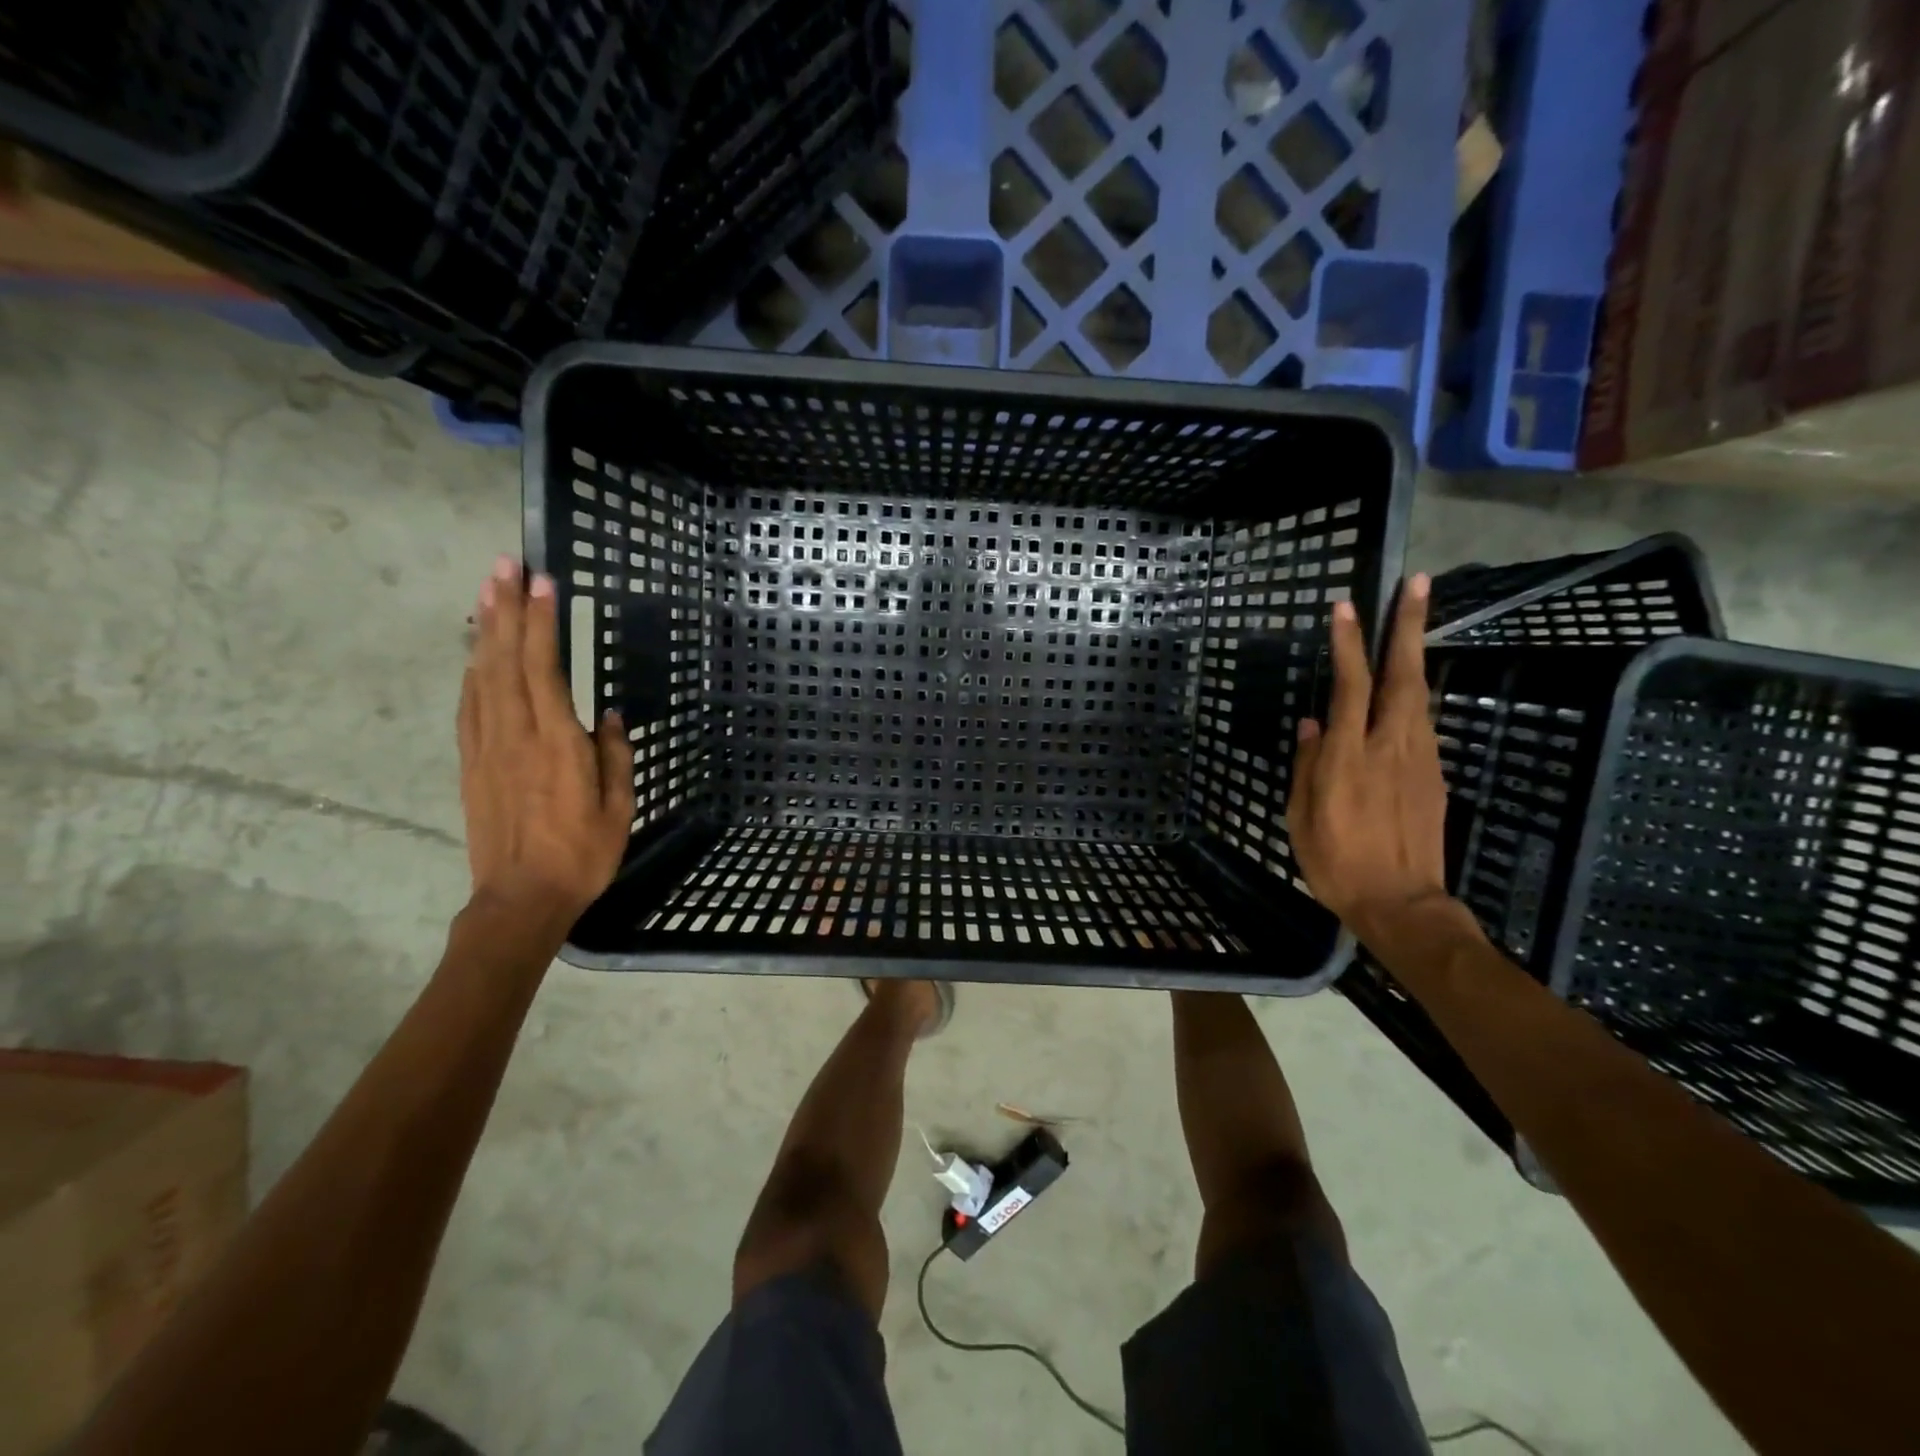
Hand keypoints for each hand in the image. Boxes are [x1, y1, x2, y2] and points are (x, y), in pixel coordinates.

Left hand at [456, 557, 632, 926]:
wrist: (520, 898)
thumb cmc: (582, 854)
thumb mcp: (619, 807)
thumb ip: (614, 756)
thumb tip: (610, 716)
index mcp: (557, 743)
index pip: (544, 668)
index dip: (541, 623)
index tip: (543, 582)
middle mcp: (515, 734)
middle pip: (504, 660)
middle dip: (505, 609)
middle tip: (504, 565)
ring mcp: (486, 746)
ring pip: (480, 676)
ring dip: (483, 630)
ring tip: (485, 591)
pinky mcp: (471, 762)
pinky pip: (469, 704)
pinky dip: (471, 670)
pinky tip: (474, 652)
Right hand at [1287, 575, 1450, 938]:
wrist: (1402, 904)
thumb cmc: (1336, 862)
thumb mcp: (1301, 817)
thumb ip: (1307, 765)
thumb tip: (1311, 724)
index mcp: (1349, 756)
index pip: (1349, 687)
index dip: (1348, 645)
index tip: (1344, 607)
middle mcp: (1390, 746)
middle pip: (1402, 675)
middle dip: (1407, 626)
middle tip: (1416, 582)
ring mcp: (1420, 758)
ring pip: (1419, 693)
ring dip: (1414, 652)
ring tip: (1411, 620)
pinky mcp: (1434, 775)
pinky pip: (1421, 722)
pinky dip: (1412, 693)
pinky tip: (1403, 688)